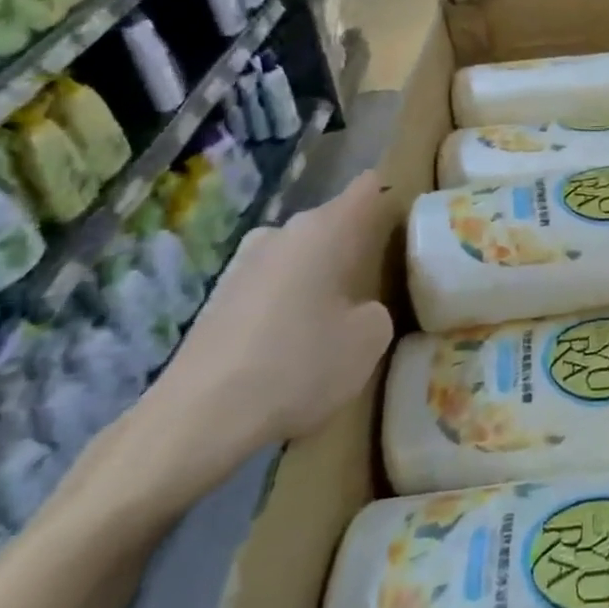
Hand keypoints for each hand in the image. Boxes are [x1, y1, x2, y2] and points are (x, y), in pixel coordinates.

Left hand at [121, 171, 393, 509]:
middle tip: (383, 281)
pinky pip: (273, 287)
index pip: (367, 188)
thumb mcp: (369, 341)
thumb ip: (377, 311)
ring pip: (300, 257)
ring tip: (339, 319)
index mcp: (324, 229)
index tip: (411, 219)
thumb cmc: (298, 365)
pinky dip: (290, 305)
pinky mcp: (220, 298)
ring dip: (321, 277)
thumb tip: (359, 311)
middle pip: (332, 225)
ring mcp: (244, 263)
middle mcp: (282, 233)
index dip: (391, 195)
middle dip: (357, 246)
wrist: (197, 418)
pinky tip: (295, 346)